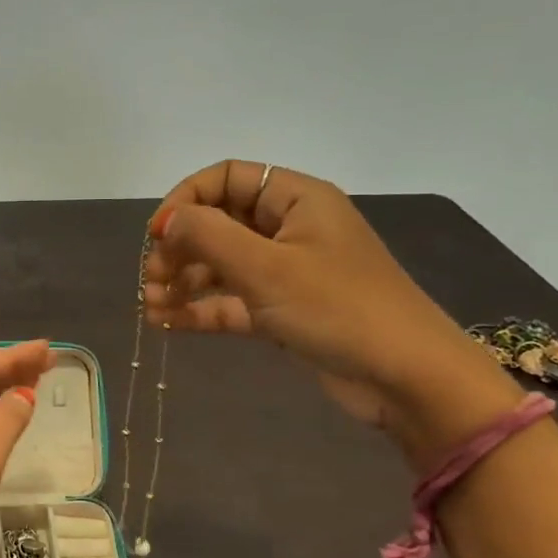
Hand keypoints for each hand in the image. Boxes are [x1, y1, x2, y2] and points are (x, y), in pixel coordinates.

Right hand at [143, 161, 521, 464]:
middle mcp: (289, 228)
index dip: (186, 200)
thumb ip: (208, 236)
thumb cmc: (338, 308)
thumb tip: (166, 221)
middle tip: (152, 279)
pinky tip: (166, 323)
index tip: (157, 234)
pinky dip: (200, 309)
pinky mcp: (282, 311)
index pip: (227, 178)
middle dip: (179, 248)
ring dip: (182, 281)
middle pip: (218, 223)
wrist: (407, 378)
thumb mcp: (267, 268)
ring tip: (151, 306)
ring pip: (220, 264)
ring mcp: (286, 272)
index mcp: (295, 200)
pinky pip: (231, 300)